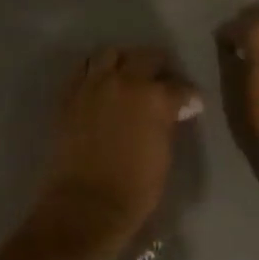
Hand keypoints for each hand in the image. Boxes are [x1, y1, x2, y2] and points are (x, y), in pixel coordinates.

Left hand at [33, 47, 201, 248]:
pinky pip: (82, 71)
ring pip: (109, 54)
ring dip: (122, 61)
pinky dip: (94, 72)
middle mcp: (124, 83)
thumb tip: (174, 111)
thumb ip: (167, 125)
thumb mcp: (163, 155)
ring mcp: (92, 87)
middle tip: (161, 80)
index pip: (179, 87)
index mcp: (155, 98)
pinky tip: (100, 85)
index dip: (188, 96)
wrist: (86, 205)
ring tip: (126, 75)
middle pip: (145, 57)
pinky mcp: (68, 97)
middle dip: (158, 66)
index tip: (190, 103)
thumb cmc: (135, 189)